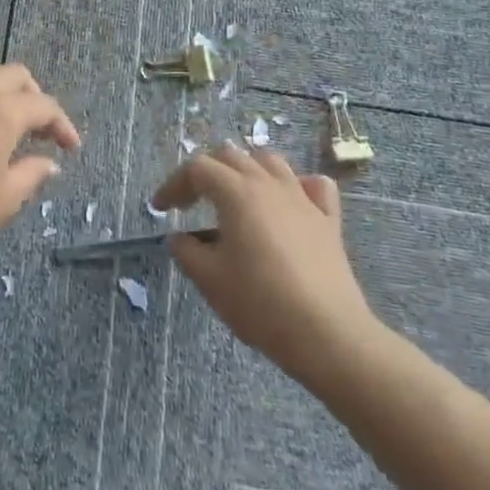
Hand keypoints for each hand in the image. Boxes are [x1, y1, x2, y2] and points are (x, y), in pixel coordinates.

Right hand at [152, 144, 381, 380]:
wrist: (327, 333)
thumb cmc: (260, 303)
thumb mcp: (209, 279)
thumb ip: (187, 251)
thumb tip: (180, 238)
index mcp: (236, 192)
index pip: (197, 169)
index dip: (174, 184)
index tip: (161, 209)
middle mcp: (268, 184)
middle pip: (230, 156)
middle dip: (205, 172)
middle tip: (191, 202)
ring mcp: (302, 199)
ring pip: (270, 162)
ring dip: (245, 169)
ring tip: (234, 194)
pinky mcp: (328, 220)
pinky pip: (313, 186)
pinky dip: (296, 185)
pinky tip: (288, 201)